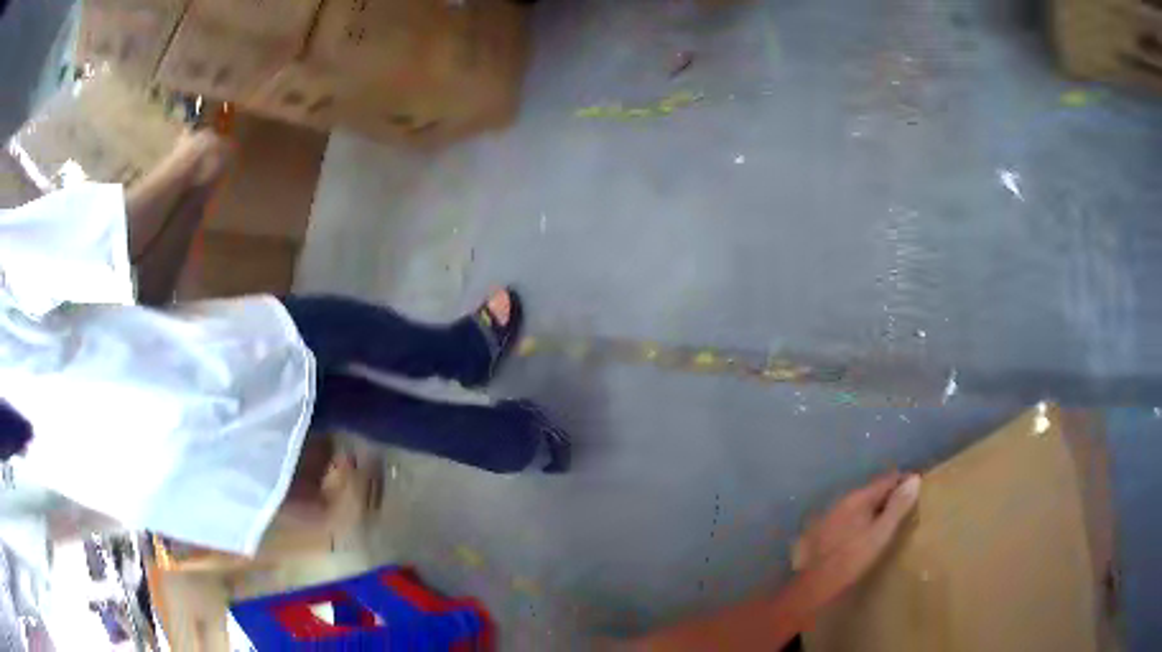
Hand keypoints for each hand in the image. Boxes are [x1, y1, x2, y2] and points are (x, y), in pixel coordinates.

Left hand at [792, 472, 921, 605]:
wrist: (815, 585)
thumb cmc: (851, 560)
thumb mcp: (880, 534)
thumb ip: (897, 507)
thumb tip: (914, 479)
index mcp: (857, 498)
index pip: (886, 479)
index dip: (904, 481)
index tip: (920, 487)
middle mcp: (843, 500)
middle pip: (873, 491)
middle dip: (892, 494)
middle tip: (911, 503)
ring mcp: (832, 515)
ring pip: (862, 504)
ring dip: (878, 507)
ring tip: (895, 517)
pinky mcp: (825, 531)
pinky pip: (852, 517)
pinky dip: (865, 519)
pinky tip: (870, 532)